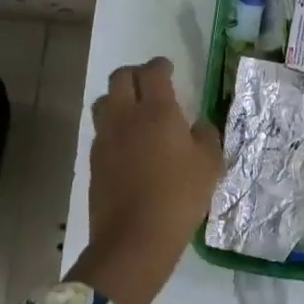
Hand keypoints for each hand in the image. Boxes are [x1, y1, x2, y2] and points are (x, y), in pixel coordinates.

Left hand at [69, 56, 222, 303]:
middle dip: (136, 75)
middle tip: (151, 85)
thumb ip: (207, 137)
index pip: (153, 71)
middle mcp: (126, 116)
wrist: (134, 239)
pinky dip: (113, 127)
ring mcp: (106, 137)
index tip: (169, 69)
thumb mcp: (210, 165)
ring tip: (135, 112)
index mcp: (158, 110)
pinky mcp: (94, 160)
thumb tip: (198, 126)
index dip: (161, 65)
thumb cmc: (179, 197)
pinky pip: (101, 130)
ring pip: (104, 101)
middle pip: (121, 78)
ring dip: (118, 99)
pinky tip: (127, 144)